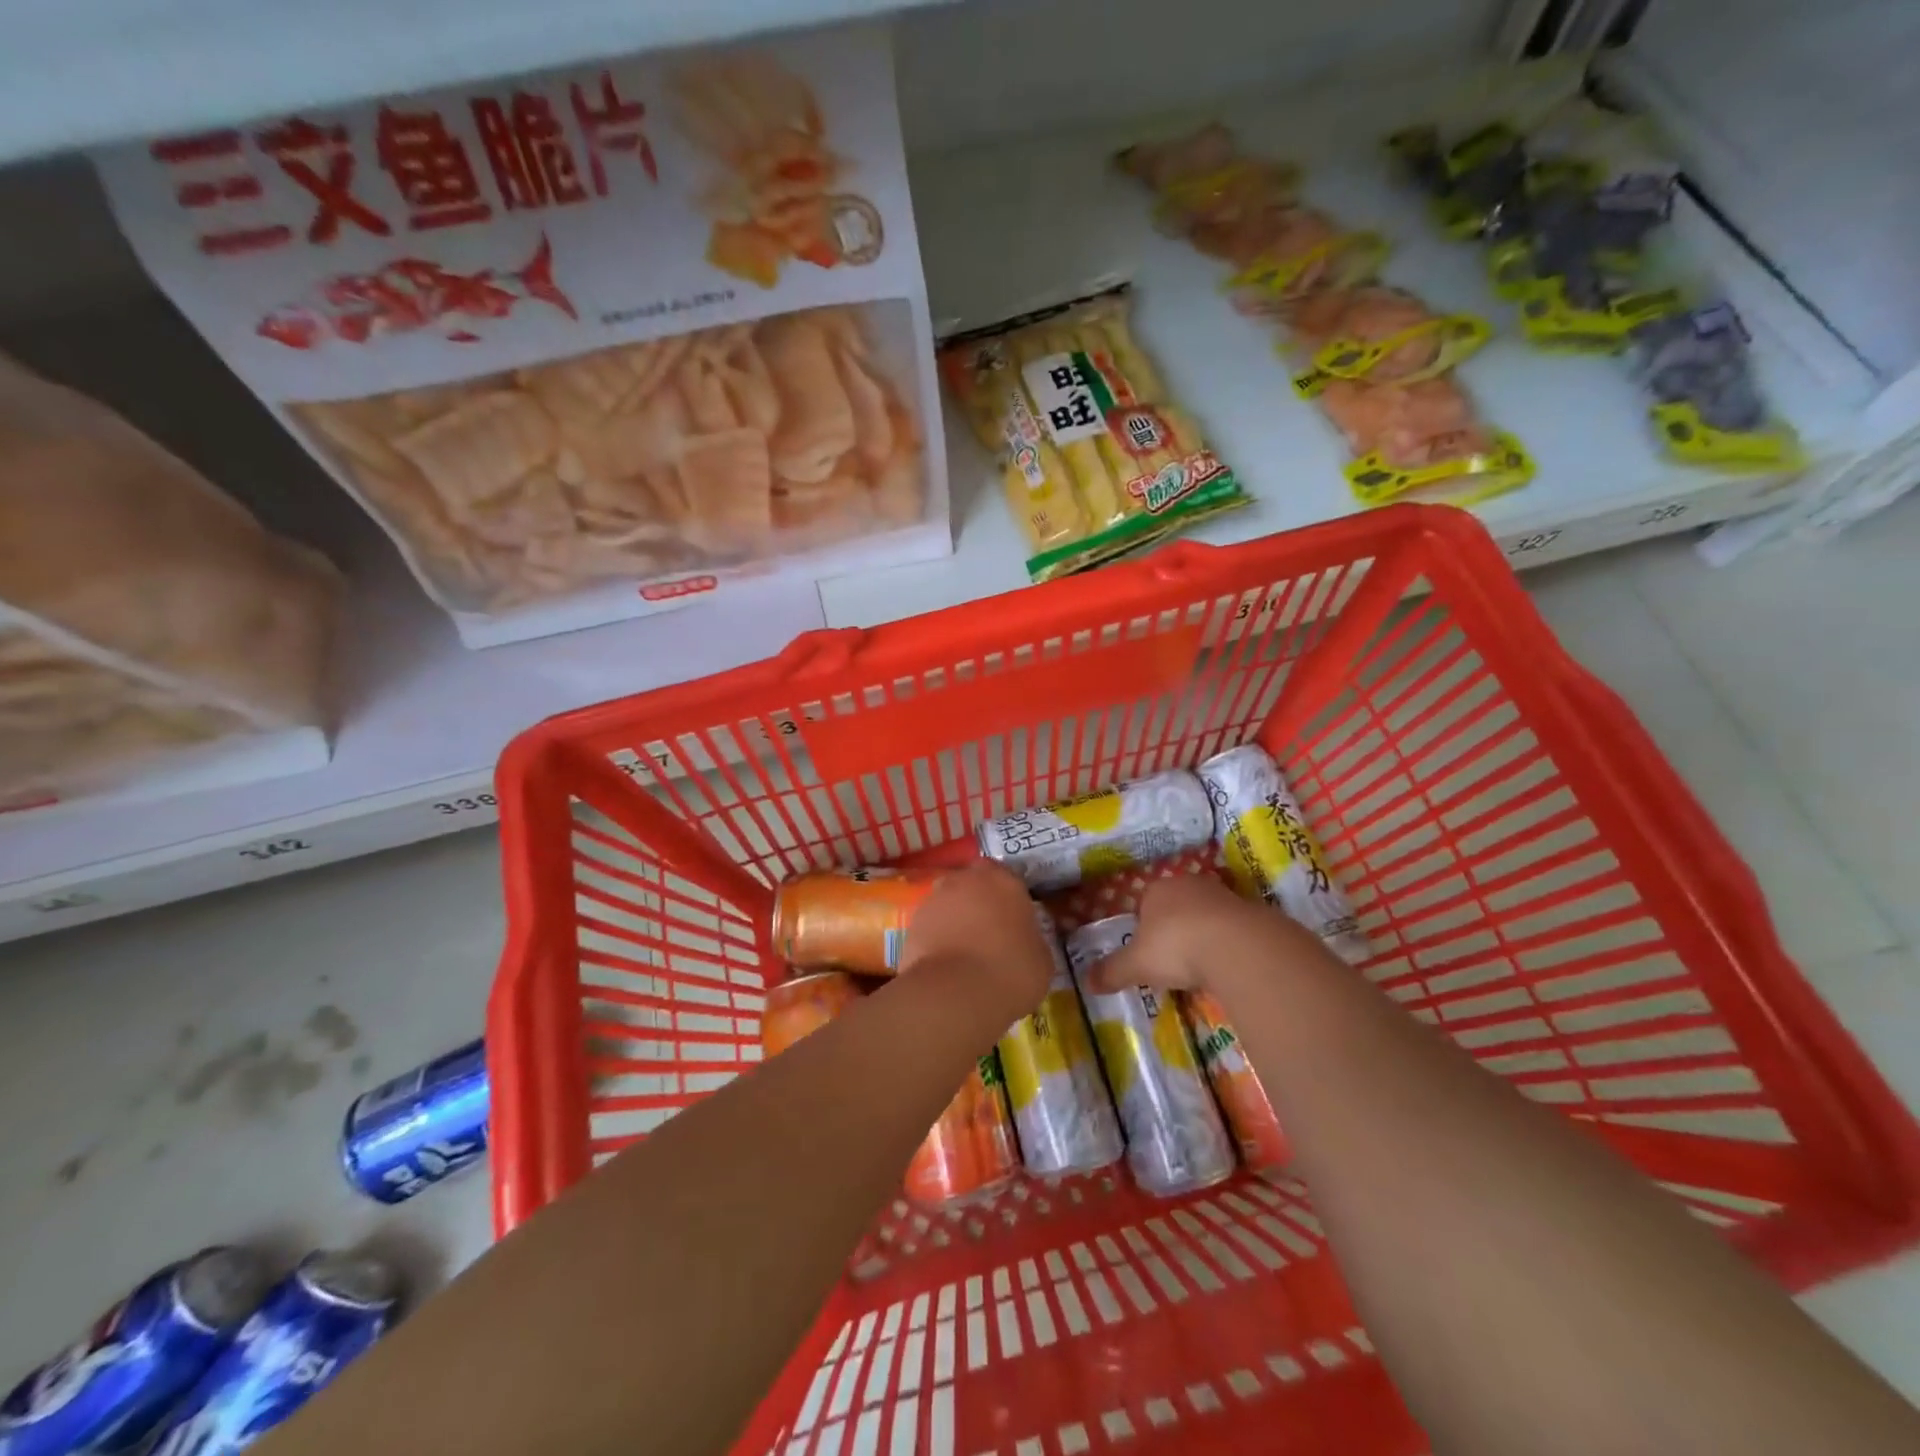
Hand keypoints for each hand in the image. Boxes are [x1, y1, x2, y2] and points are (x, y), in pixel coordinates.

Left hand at [903, 862, 1053, 1013]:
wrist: (956, 993)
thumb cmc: (1012, 971)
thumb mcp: (1041, 957)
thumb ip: (1030, 938)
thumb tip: (1023, 941)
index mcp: (1003, 881)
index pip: (1005, 874)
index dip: (1007, 894)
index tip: (1013, 917)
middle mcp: (965, 880)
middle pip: (972, 884)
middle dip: (978, 902)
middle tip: (989, 933)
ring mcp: (934, 900)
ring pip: (948, 903)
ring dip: (955, 919)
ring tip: (965, 953)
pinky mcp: (912, 924)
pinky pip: (931, 927)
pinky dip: (936, 939)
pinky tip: (946, 966)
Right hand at [1084, 872, 1325, 994]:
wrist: (1236, 946)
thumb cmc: (1175, 946)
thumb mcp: (1136, 964)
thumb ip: (1112, 972)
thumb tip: (1086, 982)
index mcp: (1157, 889)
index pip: (1145, 902)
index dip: (1144, 927)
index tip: (1147, 952)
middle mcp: (1189, 885)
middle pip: (1177, 905)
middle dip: (1175, 928)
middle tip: (1174, 960)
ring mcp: (1223, 895)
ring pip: (1207, 914)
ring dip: (1204, 934)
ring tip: (1202, 966)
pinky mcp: (1252, 911)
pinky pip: (1234, 928)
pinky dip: (1229, 944)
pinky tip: (1227, 965)